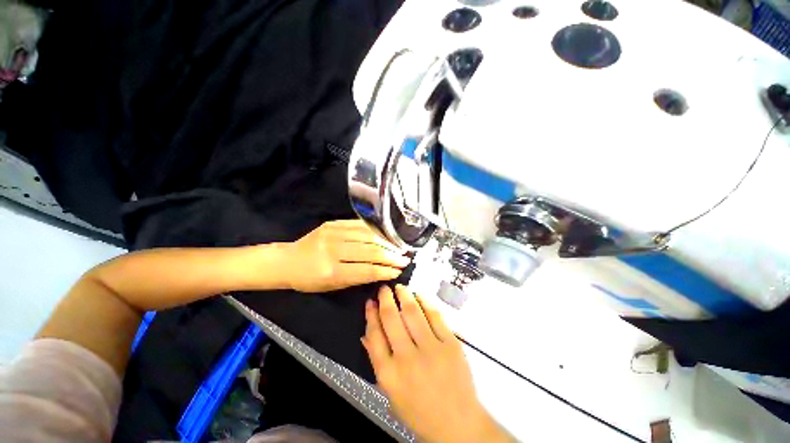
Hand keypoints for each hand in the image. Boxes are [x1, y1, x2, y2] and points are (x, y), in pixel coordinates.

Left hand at [282, 220, 409, 292]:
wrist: (288, 260)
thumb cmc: (309, 279)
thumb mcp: (333, 286)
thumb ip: (358, 277)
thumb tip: (383, 270)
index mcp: (331, 271)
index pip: (366, 270)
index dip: (385, 270)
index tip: (399, 270)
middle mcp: (333, 249)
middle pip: (370, 251)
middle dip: (391, 256)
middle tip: (405, 258)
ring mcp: (333, 232)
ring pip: (368, 236)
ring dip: (387, 242)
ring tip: (400, 247)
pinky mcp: (333, 223)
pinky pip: (360, 225)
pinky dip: (375, 231)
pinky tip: (386, 234)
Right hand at [362, 285, 512, 442]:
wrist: (457, 424)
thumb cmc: (420, 411)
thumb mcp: (391, 393)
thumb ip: (378, 361)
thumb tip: (366, 334)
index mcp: (389, 374)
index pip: (374, 335)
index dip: (371, 315)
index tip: (370, 302)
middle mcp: (407, 358)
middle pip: (391, 319)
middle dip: (385, 299)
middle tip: (384, 289)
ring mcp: (431, 349)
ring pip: (412, 312)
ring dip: (404, 295)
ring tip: (399, 287)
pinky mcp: (450, 344)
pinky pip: (434, 316)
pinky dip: (425, 301)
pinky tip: (419, 294)